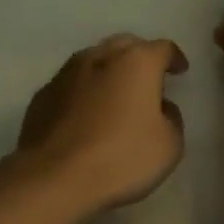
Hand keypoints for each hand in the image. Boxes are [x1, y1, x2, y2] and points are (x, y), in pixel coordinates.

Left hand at [15, 34, 188, 215]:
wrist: (54, 178)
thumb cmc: (121, 157)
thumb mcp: (170, 145)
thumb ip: (171, 118)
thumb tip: (160, 108)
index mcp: (137, 62)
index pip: (163, 48)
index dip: (174, 59)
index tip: (180, 71)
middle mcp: (101, 56)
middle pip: (126, 45)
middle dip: (140, 57)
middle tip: (149, 79)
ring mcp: (66, 73)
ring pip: (95, 60)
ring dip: (109, 71)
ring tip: (116, 94)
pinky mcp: (43, 95)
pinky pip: (72, 84)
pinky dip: (84, 91)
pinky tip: (86, 114)